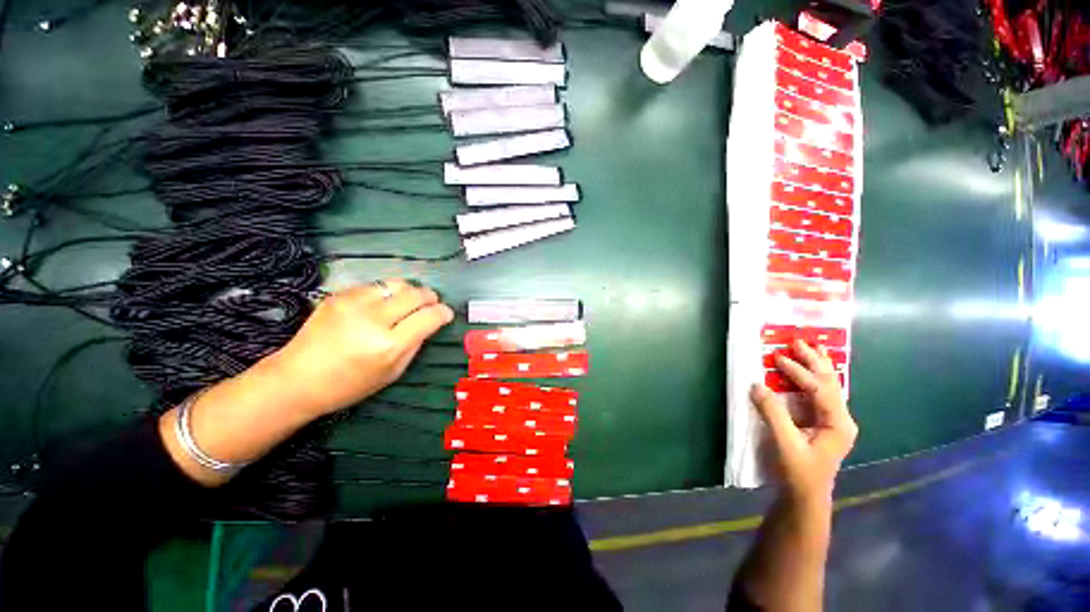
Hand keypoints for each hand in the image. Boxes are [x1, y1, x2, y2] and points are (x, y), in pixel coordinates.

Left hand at [263, 279, 453, 417]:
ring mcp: (353, 304)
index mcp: (390, 345)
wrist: (297, 379)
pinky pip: (374, 286)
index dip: (443, 312)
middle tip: (432, 302)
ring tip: (408, 301)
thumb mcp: (392, 372)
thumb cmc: (350, 385)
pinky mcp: (338, 296)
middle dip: (430, 296)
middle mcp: (374, 320)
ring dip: (409, 291)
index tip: (446, 313)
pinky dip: (386, 293)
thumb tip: (429, 323)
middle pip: (415, 294)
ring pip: (396, 283)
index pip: (429, 317)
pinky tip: (382, 304)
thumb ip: (415, 345)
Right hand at [750, 340, 857, 503]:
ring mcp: (833, 421)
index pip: (819, 389)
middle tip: (799, 341)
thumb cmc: (798, 472)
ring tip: (811, 348)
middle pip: (830, 383)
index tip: (778, 357)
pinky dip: (811, 379)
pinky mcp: (821, 424)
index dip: (799, 371)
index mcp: (838, 423)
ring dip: (817, 366)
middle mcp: (840, 419)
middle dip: (815, 361)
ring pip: (827, 387)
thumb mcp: (785, 443)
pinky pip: (817, 395)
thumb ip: (773, 413)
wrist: (805, 496)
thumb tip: (757, 384)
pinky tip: (808, 371)